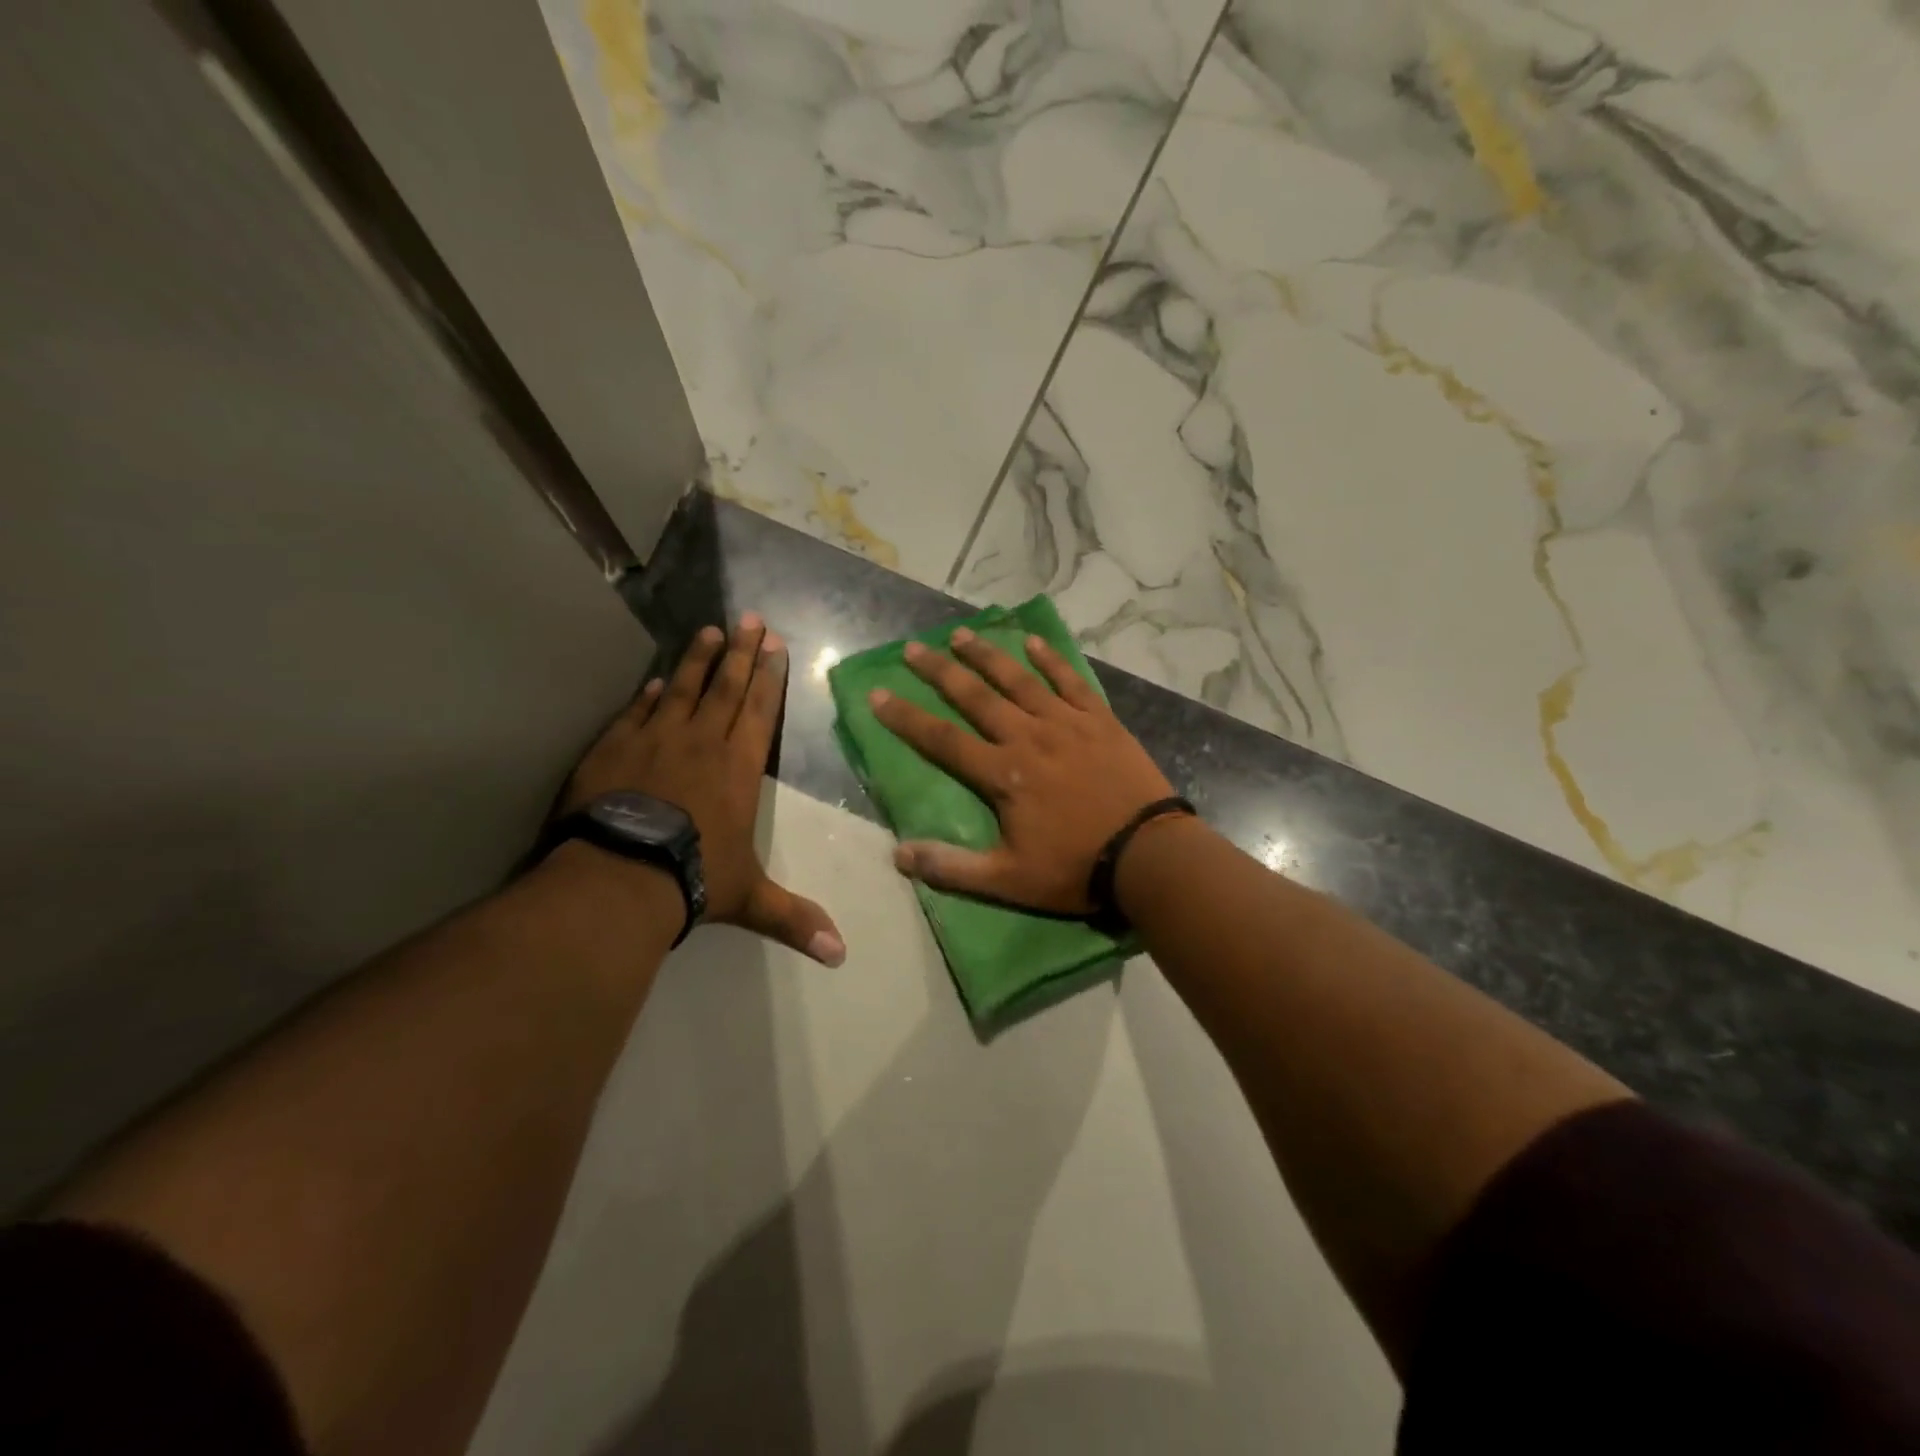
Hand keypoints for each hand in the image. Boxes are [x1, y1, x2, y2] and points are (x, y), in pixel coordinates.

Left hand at [563, 614, 845, 964]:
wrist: (621, 875)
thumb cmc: (695, 877)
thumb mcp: (750, 899)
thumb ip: (794, 919)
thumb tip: (841, 955)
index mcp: (738, 768)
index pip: (759, 712)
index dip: (769, 678)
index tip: (775, 645)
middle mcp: (701, 743)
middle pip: (725, 688)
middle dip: (741, 653)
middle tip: (750, 619)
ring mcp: (655, 740)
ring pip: (681, 688)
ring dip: (697, 659)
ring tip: (708, 630)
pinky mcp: (614, 748)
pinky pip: (636, 712)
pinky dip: (647, 695)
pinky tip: (652, 681)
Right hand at [869, 627, 1176, 913]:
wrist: (1148, 854)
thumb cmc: (1075, 868)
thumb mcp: (1008, 881)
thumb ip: (952, 867)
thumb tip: (899, 855)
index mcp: (1003, 774)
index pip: (942, 740)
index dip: (906, 717)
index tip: (878, 693)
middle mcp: (1028, 736)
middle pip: (976, 697)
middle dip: (940, 671)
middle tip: (913, 648)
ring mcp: (1066, 723)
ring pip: (1019, 679)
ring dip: (987, 655)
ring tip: (961, 634)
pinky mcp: (1099, 720)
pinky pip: (1070, 681)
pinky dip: (1051, 660)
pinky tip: (1034, 642)